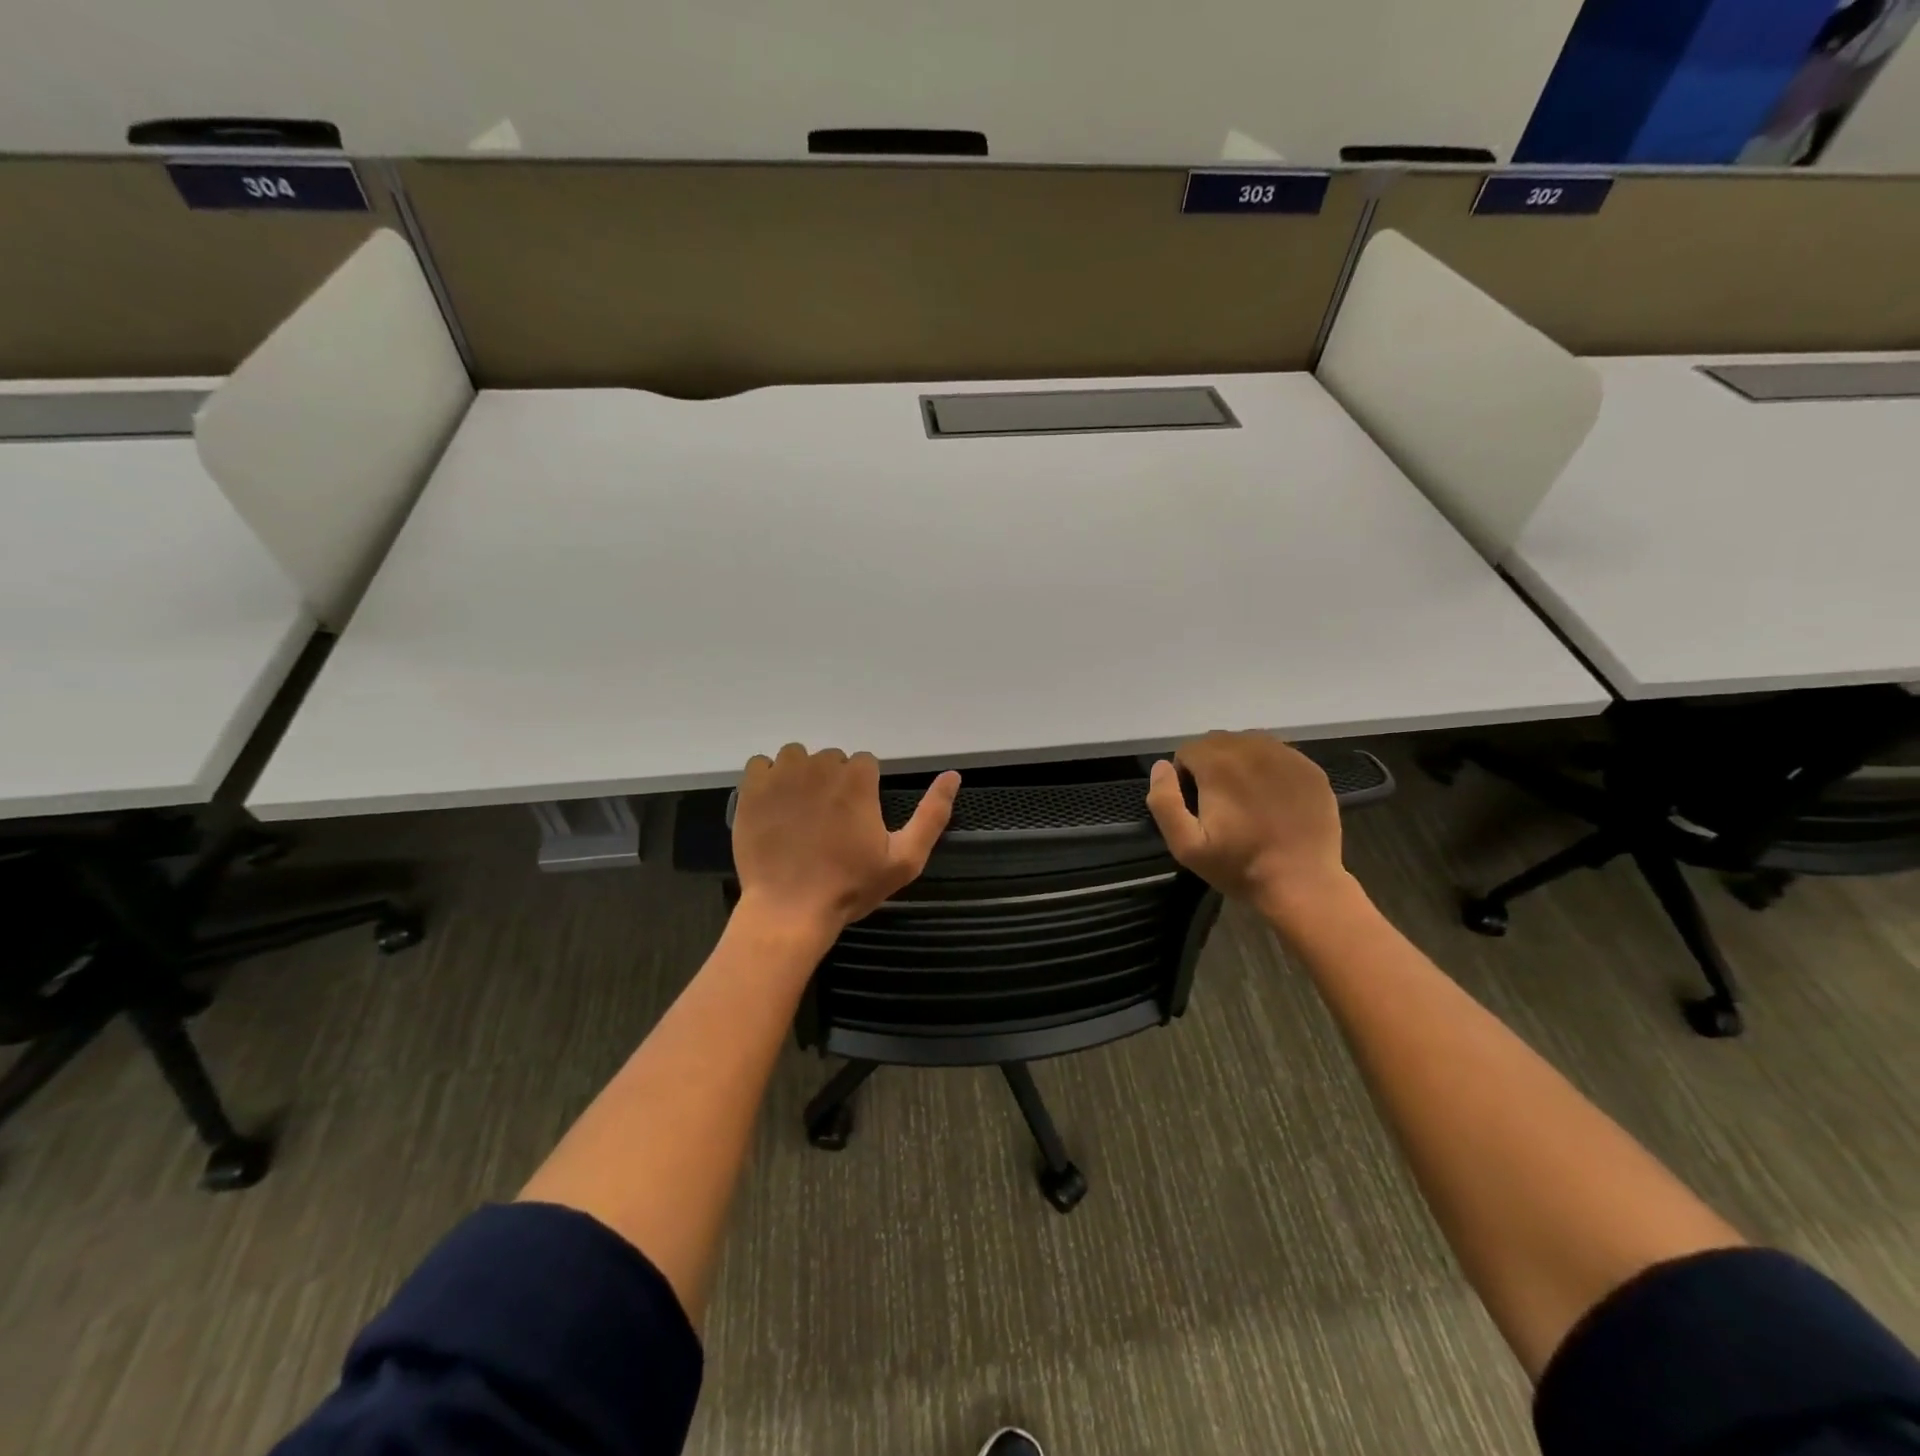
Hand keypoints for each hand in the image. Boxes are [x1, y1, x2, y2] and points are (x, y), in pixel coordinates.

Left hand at [732, 744, 960, 940]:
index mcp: (858, 780)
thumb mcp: (904, 859)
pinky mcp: (752, 790)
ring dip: (800, 775)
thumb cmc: (850, 887)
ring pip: (796, 757)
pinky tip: (773, 806)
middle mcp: (820, 767)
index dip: (863, 790)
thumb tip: (954, 775)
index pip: (864, 764)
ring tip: (799, 811)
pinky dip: (767, 779)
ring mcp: (782, 776)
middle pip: (831, 759)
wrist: (790, 910)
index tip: (856, 819)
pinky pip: (760, 765)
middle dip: (833, 782)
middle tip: (828, 822)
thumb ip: (932, 815)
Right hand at [1145, 730, 1349, 924]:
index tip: (1195, 805)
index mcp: (1219, 764)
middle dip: (1210, 765)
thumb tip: (1161, 767)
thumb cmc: (1240, 866)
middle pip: (1218, 742)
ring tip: (1245, 798)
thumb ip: (1164, 801)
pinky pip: (1279, 755)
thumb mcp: (1186, 845)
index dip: (1184, 776)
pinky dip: (1269, 769)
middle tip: (1219, 803)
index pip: (1188, 750)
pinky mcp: (1310, 769)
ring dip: (1239, 763)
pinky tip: (1273, 800)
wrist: (1303, 884)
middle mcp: (1253, 748)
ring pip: (1249, 743)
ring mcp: (1287, 756)